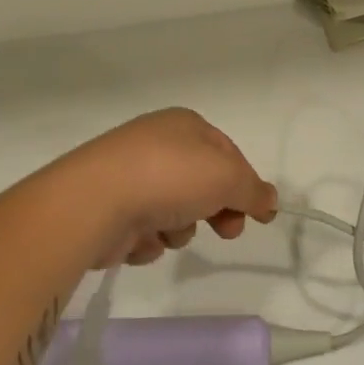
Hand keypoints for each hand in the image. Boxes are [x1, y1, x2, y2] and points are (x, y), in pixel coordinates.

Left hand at [58, 108, 277, 269]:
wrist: (93, 203)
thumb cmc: (169, 177)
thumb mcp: (228, 178)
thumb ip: (254, 191)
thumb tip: (270, 201)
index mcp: (184, 125)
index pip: (228, 153)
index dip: (246, 184)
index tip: (258, 215)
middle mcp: (156, 145)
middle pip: (202, 184)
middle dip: (216, 210)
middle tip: (226, 231)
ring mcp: (129, 177)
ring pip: (174, 210)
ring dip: (180, 228)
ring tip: (168, 230)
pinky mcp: (109, 209)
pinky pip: (144, 229)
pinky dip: (148, 239)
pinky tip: (139, 238)